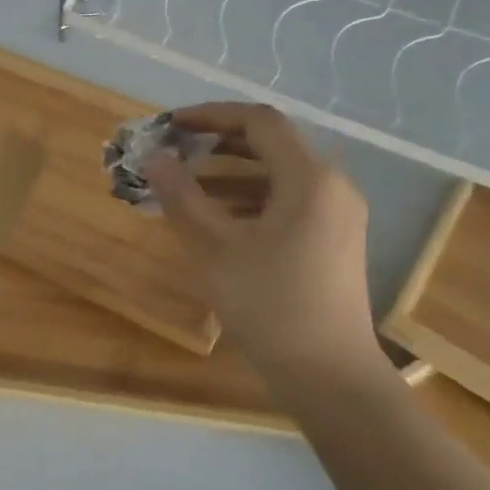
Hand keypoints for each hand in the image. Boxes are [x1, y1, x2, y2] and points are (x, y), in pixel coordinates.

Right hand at [146, 103, 385, 396]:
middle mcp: (332, 185)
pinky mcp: (333, 239)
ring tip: (184, 183)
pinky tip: (215, 216)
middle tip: (173, 150)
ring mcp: (337, 214)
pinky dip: (249, 198)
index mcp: (309, 178)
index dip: (211, 115)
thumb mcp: (215, 248)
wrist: (328, 374)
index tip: (170, 125)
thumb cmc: (269, 304)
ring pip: (278, 174)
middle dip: (218, 142)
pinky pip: (287, 200)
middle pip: (271, 144)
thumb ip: (182, 196)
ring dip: (230, 171)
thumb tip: (153, 158)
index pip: (259, 121)